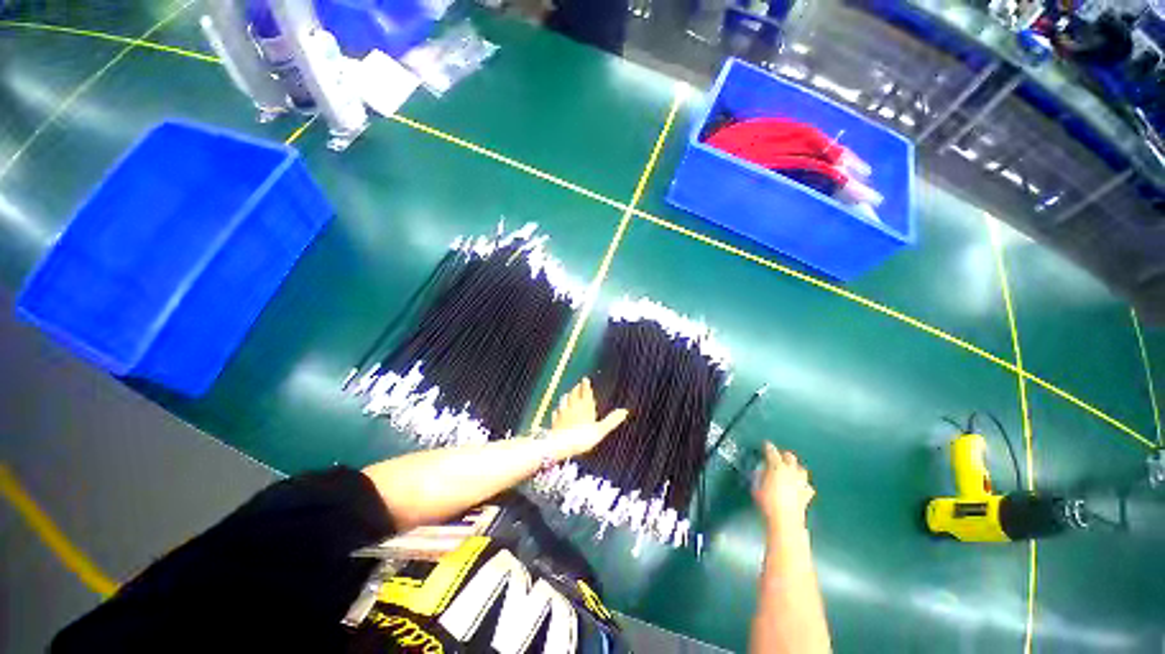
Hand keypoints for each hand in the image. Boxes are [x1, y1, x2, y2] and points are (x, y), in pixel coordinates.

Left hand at [547, 378, 628, 459]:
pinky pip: (557, 412)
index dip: (586, 385)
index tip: (585, 379)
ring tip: (568, 394)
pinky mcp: (555, 421)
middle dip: (577, 389)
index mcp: (585, 407)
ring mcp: (562, 413)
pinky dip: (558, 410)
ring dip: (567, 396)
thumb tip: (625, 411)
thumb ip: (612, 420)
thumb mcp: (600, 430)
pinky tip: (558, 411)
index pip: (585, 392)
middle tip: (578, 385)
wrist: (561, 445)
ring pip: (564, 401)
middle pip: (574, 394)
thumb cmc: (582, 437)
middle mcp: (573, 407)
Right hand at [753, 443, 815, 533]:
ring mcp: (801, 482)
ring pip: (801, 469)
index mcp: (777, 466)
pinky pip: (807, 485)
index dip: (768, 447)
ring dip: (795, 468)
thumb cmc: (767, 502)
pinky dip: (803, 484)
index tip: (766, 444)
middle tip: (779, 456)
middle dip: (784, 455)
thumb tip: (762, 472)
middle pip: (790, 457)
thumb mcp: (757, 486)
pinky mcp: (807, 494)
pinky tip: (799, 487)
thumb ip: (760, 476)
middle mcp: (791, 471)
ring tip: (791, 469)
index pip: (772, 451)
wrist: (785, 520)